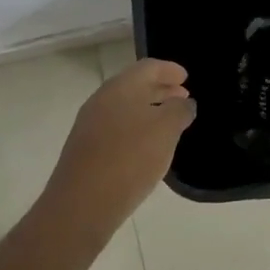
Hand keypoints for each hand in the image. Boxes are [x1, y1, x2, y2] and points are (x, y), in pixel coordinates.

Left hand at [45, 59, 195, 221]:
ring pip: (124, 107)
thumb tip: (183, 102)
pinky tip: (147, 145)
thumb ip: (179, 110)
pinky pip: (116, 127)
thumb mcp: (166, 131)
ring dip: (148, 109)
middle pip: (134, 85)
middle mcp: (102, 99)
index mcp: (120, 87)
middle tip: (182, 97)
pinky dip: (135, 127)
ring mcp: (90, 124)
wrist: (83, 203)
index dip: (169, 69)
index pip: (148, 67)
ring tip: (169, 122)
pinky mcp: (85, 149)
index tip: (186, 77)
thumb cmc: (130, 158)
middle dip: (160, 89)